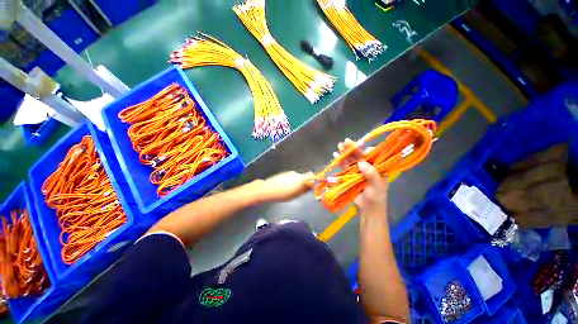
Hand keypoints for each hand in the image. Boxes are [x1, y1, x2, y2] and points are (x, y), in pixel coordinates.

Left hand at [255, 171, 314, 202]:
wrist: (267, 189)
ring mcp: (289, 173)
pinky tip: (284, 187)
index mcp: (300, 178)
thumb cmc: (282, 194)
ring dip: (296, 183)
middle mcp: (296, 173)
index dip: (312, 180)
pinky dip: (290, 181)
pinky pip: (290, 177)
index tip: (311, 186)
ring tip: (289, 191)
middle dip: (303, 183)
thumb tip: (311, 185)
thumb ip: (305, 189)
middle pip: (303, 177)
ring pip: (296, 177)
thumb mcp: (295, 194)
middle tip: (298, 192)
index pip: (311, 175)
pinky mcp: (283, 173)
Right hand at [336, 138, 387, 217]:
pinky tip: (336, 155)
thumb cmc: (376, 198)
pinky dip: (341, 161)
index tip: (361, 147)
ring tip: (340, 146)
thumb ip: (371, 174)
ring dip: (345, 153)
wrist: (367, 209)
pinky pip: (345, 166)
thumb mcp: (377, 186)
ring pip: (351, 159)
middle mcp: (368, 167)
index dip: (367, 150)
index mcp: (377, 168)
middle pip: (359, 155)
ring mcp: (358, 171)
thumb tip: (361, 163)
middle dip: (353, 148)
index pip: (373, 155)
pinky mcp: (350, 175)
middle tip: (346, 141)